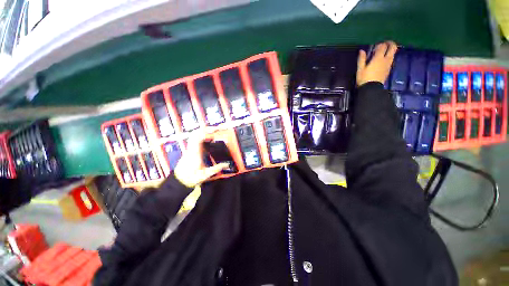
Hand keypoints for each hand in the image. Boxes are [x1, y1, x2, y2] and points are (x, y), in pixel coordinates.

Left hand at [174, 134, 228, 187]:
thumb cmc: (191, 178)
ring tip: (214, 131)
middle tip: (217, 129)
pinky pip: (196, 138)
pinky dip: (202, 135)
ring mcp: (190, 148)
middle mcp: (192, 148)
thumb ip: (216, 168)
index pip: (198, 138)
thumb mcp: (205, 175)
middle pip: (196, 133)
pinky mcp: (191, 149)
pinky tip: (209, 137)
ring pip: (195, 135)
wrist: (180, 180)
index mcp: (195, 153)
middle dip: (207, 129)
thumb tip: (227, 164)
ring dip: (204, 131)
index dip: (206, 132)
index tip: (215, 131)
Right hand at [357, 41, 397, 85]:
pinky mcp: (389, 69)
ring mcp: (388, 65)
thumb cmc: (364, 79)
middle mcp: (386, 60)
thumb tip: (361, 51)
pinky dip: (388, 57)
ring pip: (393, 53)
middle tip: (385, 44)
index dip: (379, 44)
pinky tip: (383, 61)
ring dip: (390, 50)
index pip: (382, 46)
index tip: (375, 47)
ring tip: (383, 53)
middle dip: (390, 43)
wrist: (371, 89)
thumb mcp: (360, 69)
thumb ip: (361, 59)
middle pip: (393, 47)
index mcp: (378, 58)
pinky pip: (391, 60)